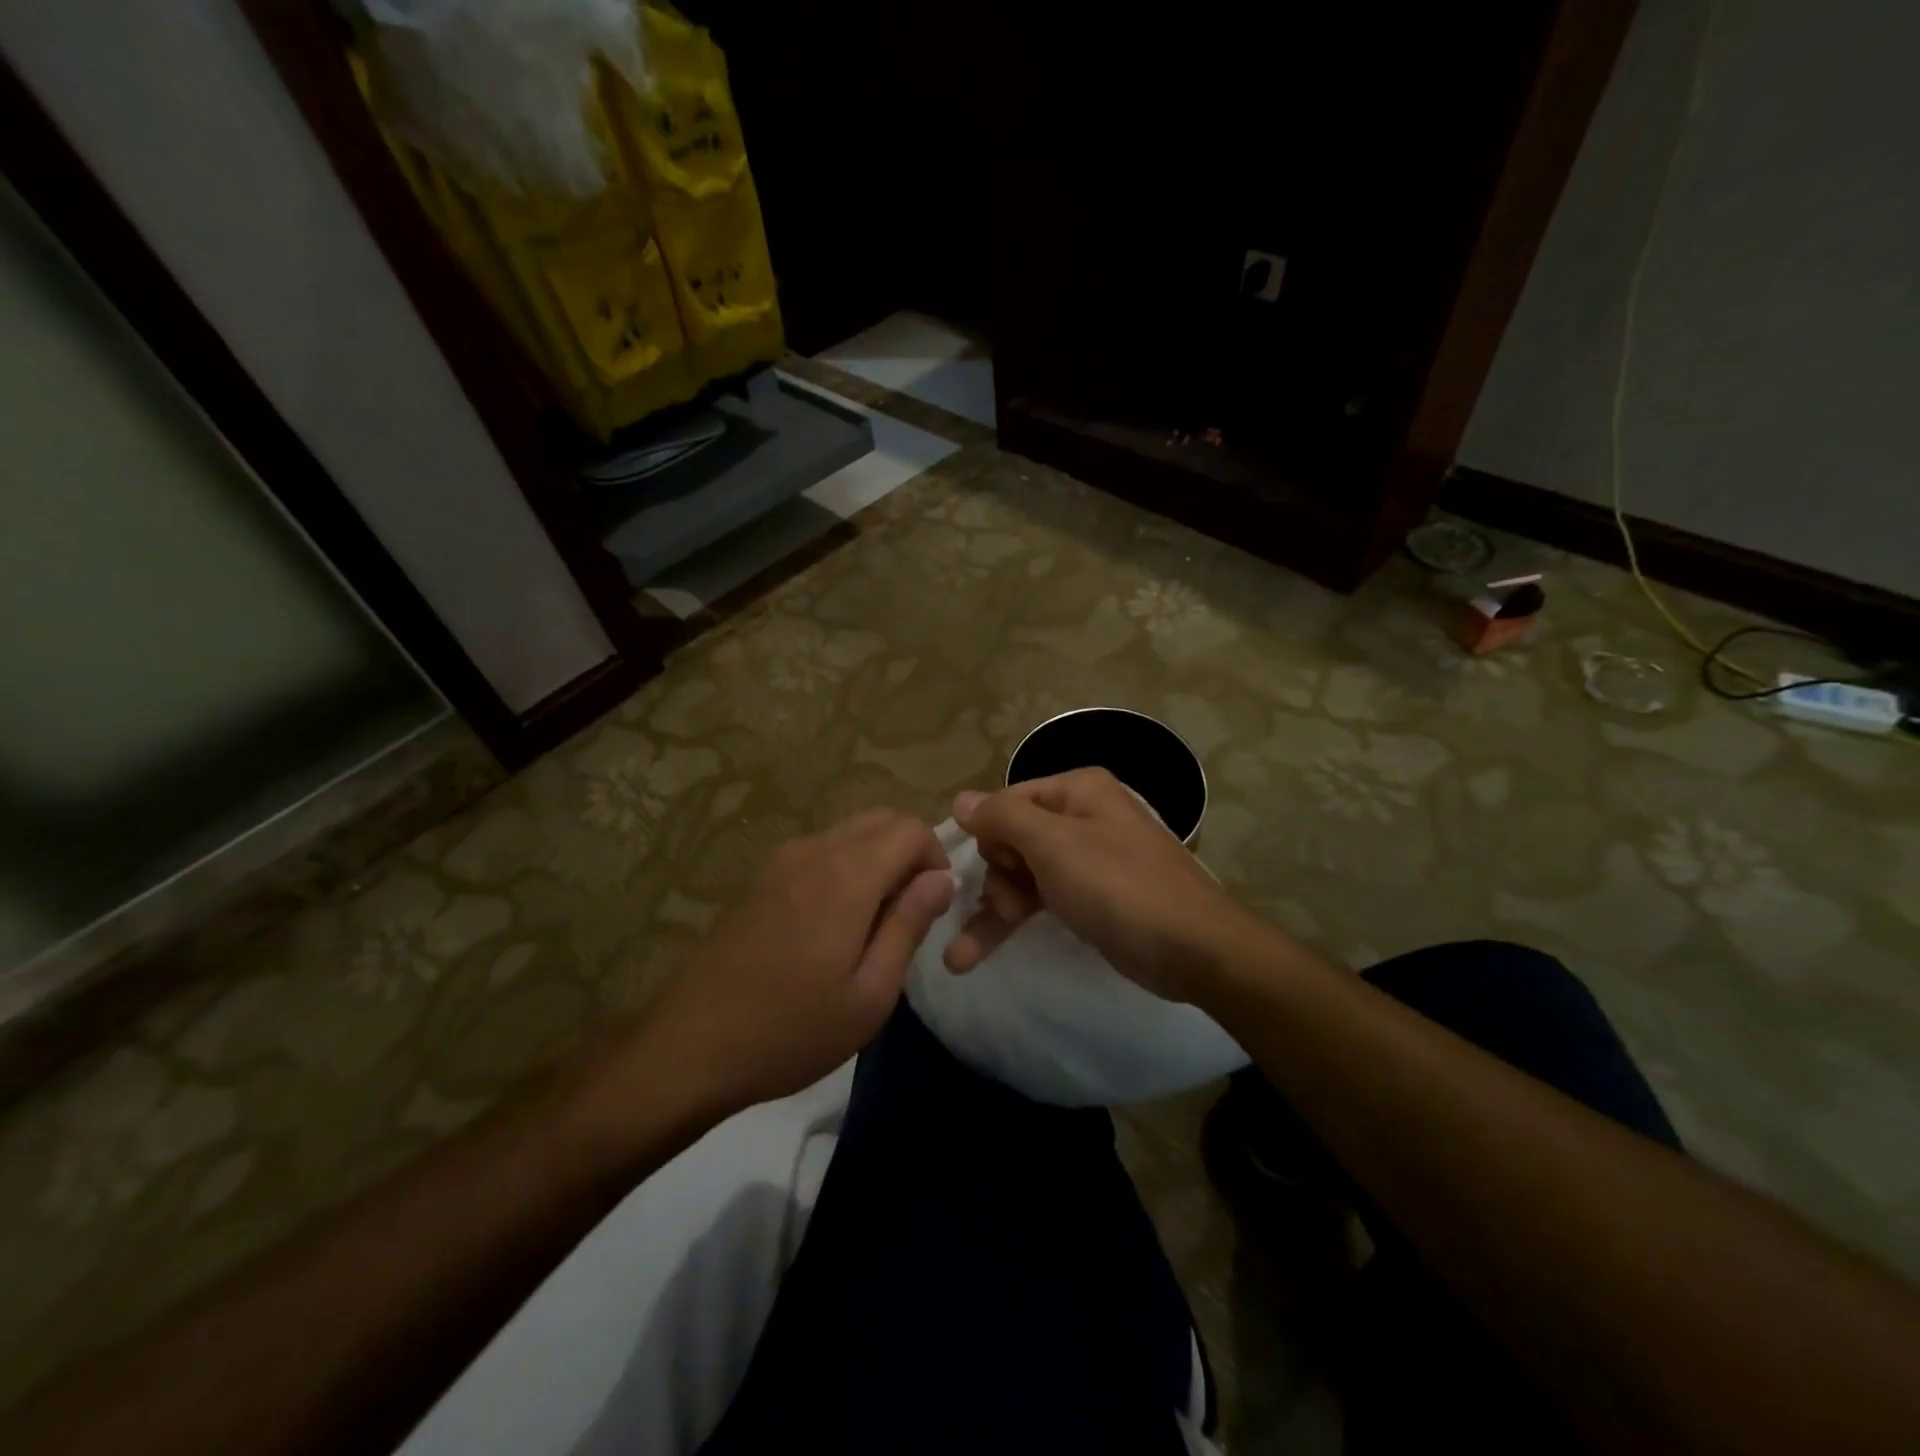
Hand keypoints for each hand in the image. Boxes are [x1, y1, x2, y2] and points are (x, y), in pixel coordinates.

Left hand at [632, 809, 953, 1116]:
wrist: (690, 1046)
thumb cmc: (791, 1030)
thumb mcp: (870, 993)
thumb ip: (909, 924)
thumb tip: (942, 878)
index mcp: (846, 874)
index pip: (911, 828)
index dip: (936, 858)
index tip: (933, 906)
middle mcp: (814, 851)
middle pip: (881, 819)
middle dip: (909, 852)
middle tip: (908, 912)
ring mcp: (781, 860)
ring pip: (850, 832)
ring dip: (877, 859)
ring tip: (873, 923)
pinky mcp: (760, 877)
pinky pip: (820, 850)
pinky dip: (846, 866)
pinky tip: (832, 924)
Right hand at [945, 769, 1266, 1002]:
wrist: (1194, 950)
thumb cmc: (1119, 886)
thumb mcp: (1053, 844)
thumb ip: (1002, 817)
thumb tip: (961, 799)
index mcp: (1077, 790)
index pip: (1006, 801)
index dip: (991, 837)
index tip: (997, 871)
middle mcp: (1082, 816)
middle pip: (1012, 838)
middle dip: (999, 877)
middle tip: (1010, 908)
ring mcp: (1088, 858)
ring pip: (1022, 874)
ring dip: (995, 909)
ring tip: (964, 955)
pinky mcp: (1092, 897)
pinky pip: (1041, 899)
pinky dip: (1013, 922)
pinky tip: (973, 952)